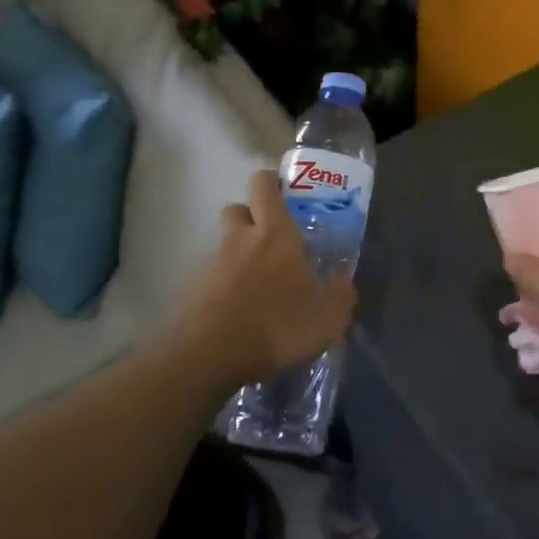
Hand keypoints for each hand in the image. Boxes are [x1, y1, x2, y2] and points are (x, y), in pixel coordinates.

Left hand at [173, 169, 356, 389]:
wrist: (210, 356)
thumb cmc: (276, 328)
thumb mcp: (326, 320)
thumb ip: (340, 296)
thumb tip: (345, 280)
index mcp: (275, 235)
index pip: (263, 186)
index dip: (271, 182)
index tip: (283, 192)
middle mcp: (240, 239)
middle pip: (237, 208)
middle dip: (250, 216)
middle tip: (270, 239)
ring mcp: (212, 262)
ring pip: (223, 242)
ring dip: (236, 252)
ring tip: (255, 282)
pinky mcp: (192, 287)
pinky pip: (210, 274)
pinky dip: (222, 283)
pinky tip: (236, 308)